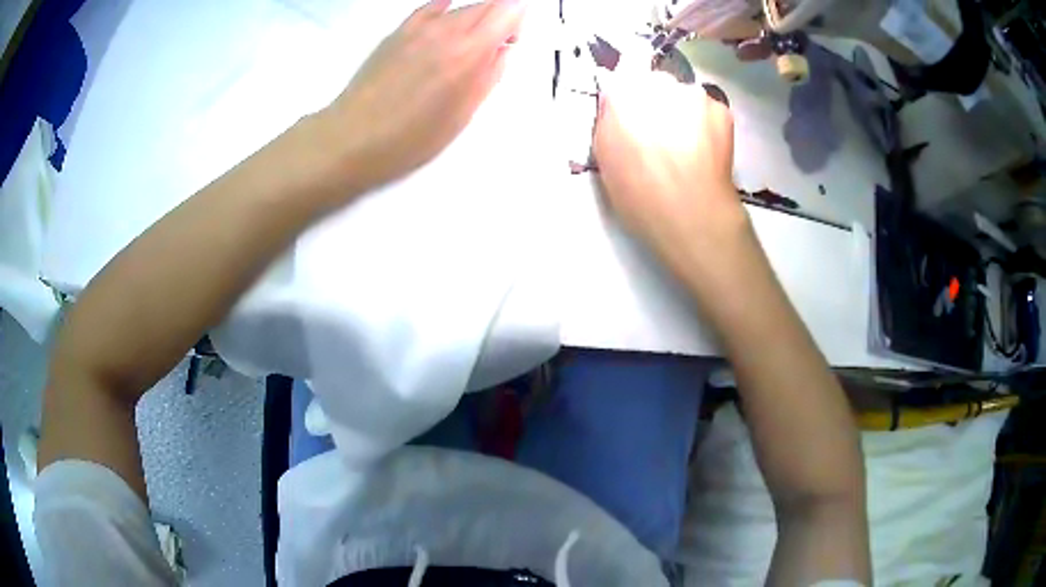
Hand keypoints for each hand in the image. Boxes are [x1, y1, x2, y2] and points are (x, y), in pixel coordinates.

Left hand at [323, 0, 525, 196]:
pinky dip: (446, 11)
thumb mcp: (462, 114)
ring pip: (460, 7)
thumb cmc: (411, 137)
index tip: (512, 41)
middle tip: (495, 45)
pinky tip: (444, 24)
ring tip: (465, 47)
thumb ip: (489, 75)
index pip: (508, 9)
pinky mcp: (397, 31)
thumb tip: (503, 50)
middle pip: (487, 4)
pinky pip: (431, 7)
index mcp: (469, 51)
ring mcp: (418, 26)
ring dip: (474, 20)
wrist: (353, 137)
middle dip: (499, 19)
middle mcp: (446, 29)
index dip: (517, 20)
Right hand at [592, 71, 738, 253]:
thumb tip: (616, 105)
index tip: (632, 125)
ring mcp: (692, 94)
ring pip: (685, 96)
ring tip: (687, 148)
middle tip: (661, 138)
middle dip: (657, 103)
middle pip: (655, 84)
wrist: (690, 214)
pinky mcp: (721, 109)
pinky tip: (706, 151)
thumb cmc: (637, 192)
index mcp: (621, 93)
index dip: (628, 104)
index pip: (622, 83)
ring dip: (684, 112)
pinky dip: (707, 124)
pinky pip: (709, 110)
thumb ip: (608, 120)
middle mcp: (657, 82)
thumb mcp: (603, 156)